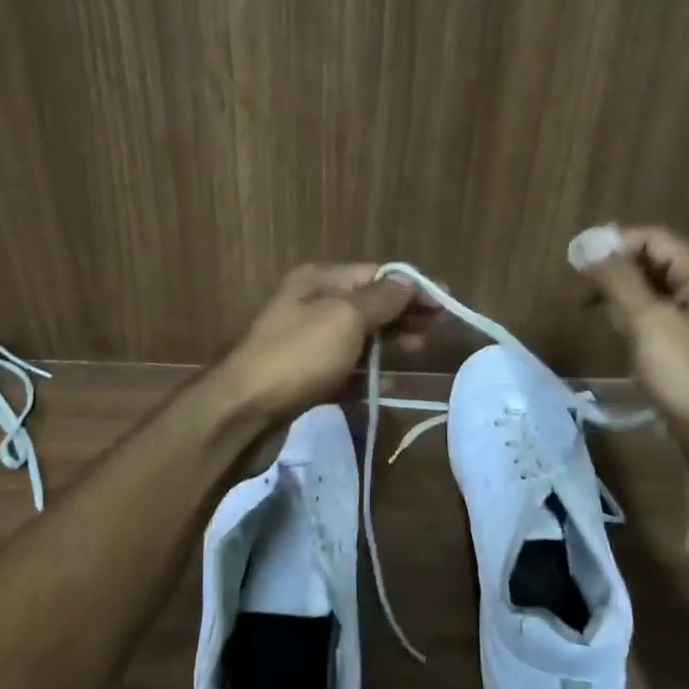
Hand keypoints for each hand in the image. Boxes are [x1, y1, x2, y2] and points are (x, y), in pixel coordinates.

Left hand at [214, 264, 425, 419]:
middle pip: (368, 305)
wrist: (241, 413)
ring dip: (389, 344)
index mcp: (318, 281)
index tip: (447, 303)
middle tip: (438, 332)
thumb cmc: (297, 356)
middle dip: (403, 315)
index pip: (375, 274)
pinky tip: (389, 386)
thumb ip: (380, 299)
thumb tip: (407, 281)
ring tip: (419, 353)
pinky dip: (367, 375)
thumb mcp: (344, 318)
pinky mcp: (304, 378)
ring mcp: (306, 343)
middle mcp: (311, 305)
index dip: (412, 286)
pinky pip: (345, 371)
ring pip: (358, 338)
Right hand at [574, 225, 688, 477]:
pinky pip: (663, 319)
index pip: (656, 238)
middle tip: (581, 289)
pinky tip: (620, 336)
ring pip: (657, 291)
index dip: (615, 243)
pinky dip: (638, 319)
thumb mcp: (649, 323)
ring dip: (624, 296)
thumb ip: (619, 279)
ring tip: (595, 312)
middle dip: (617, 270)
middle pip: (657, 262)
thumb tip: (589, 243)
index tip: (577, 261)